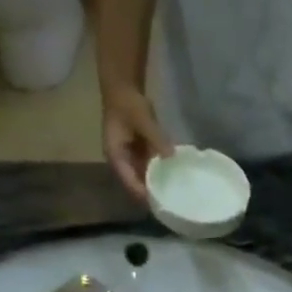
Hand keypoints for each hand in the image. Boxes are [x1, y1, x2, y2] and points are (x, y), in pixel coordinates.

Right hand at [102, 86, 172, 201]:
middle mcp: (122, 161)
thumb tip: (171, 157)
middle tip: (171, 204)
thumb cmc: (128, 103)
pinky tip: (175, 179)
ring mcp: (131, 157)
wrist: (124, 87)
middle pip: (136, 184)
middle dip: (152, 193)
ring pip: (144, 177)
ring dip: (157, 185)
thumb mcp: (143, 120)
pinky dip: (160, 173)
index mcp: (116, 156)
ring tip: (175, 196)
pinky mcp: (139, 152)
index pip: (129, 182)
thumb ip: (157, 139)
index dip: (143, 194)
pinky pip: (150, 168)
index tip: (159, 203)